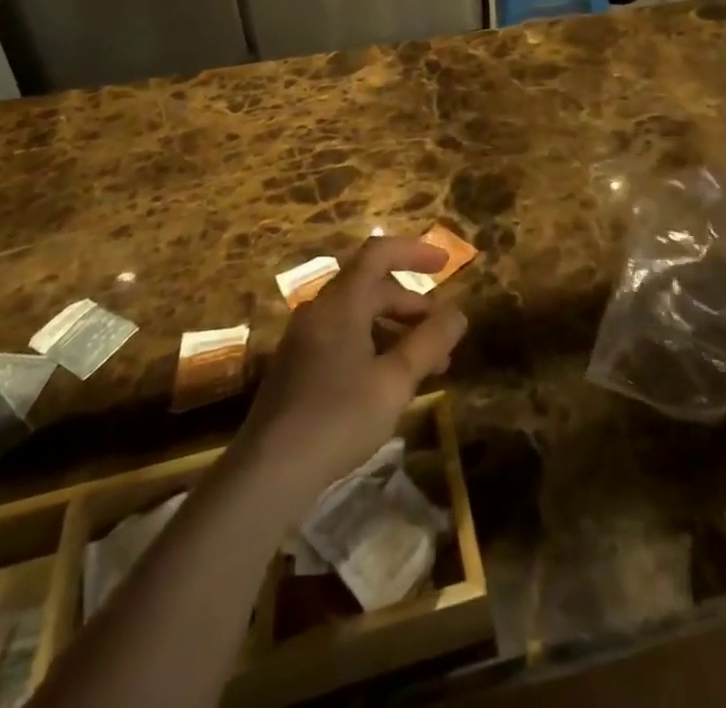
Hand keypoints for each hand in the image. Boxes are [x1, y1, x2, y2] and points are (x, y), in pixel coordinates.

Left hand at [235, 236, 467, 513]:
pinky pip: (343, 337)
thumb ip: (430, 342)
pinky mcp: (297, 367)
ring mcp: (304, 339)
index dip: (414, 251)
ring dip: (395, 329)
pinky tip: (388, 382)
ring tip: (425, 365)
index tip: (445, 265)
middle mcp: (320, 310)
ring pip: (358, 316)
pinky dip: (373, 345)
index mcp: (342, 303)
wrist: (267, 474)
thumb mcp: (396, 380)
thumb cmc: (338, 418)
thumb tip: (458, 314)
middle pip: (372, 287)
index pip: (379, 253)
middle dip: (412, 304)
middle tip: (443, 333)